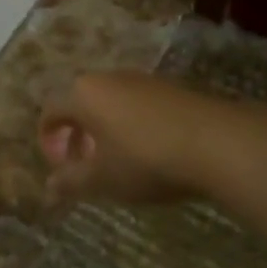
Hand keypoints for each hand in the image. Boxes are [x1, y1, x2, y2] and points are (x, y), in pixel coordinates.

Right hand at [38, 71, 206, 205]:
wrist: (218, 143)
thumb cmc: (146, 159)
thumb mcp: (103, 179)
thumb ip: (71, 182)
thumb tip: (48, 189)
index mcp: (83, 94)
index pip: (52, 111)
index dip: (49, 140)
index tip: (59, 166)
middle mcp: (108, 78)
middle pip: (81, 105)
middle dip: (79, 136)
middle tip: (86, 166)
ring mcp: (142, 80)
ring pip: (112, 104)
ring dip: (107, 131)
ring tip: (119, 163)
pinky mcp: (172, 89)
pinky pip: (139, 106)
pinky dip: (134, 127)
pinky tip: (151, 153)